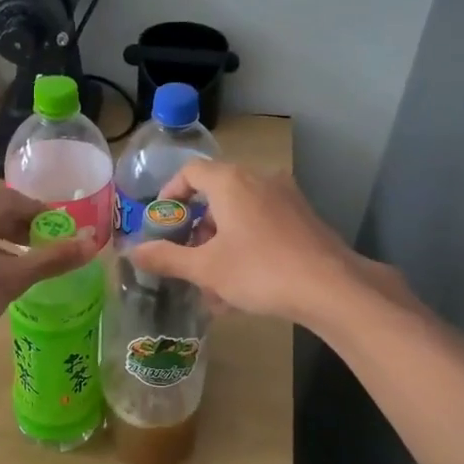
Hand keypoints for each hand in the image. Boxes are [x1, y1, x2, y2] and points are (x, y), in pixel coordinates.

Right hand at [127, 161, 404, 327]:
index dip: (170, 194)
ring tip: (214, 289)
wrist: (331, 287)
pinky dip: (246, 250)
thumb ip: (167, 257)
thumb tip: (132, 252)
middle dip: (197, 232)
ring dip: (221, 247)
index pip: (190, 172)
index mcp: (231, 182)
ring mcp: (286, 198)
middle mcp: (259, 180)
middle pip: (216, 196)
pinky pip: (263, 227)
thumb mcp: (206, 268)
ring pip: (240, 217)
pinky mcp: (303, 219)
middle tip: (187, 262)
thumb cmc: (259, 271)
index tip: (162, 223)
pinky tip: (243, 291)